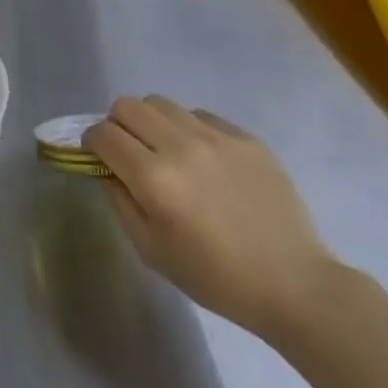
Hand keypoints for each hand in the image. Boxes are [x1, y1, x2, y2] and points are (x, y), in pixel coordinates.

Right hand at [84, 96, 340, 342]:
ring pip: (162, 103)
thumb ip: (119, 200)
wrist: (295, 284)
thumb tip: (104, 167)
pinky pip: (200, 115)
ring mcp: (217, 137)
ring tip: (165, 151)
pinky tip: (203, 160)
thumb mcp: (151, 250)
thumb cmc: (215, 277)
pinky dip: (189, 129)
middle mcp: (181, 146)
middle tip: (129, 152)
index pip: (103, 134)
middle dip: (117, 125)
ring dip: (151, 122)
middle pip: (127, 106)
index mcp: (154, 179)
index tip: (98, 159)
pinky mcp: (246, 138)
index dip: (92, 143)